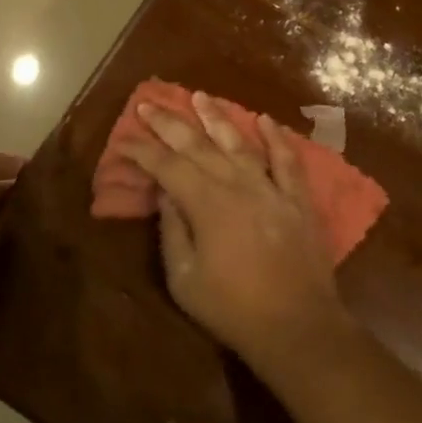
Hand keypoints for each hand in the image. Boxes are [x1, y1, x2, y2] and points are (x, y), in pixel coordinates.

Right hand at [114, 93, 352, 378]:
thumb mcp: (185, 279)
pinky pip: (287, 161)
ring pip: (239, 143)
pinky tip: (265, 120)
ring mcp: (270, 188)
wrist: (297, 327)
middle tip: (149, 103)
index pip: (166, 166)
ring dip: (217, 118)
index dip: (142, 150)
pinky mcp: (297, 199)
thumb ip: (172, 230)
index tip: (123, 137)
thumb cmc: (232, 309)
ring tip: (199, 96)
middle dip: (170, 123)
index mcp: (205, 204)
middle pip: (198, 145)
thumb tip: (164, 192)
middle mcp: (236, 185)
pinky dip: (276, 138)